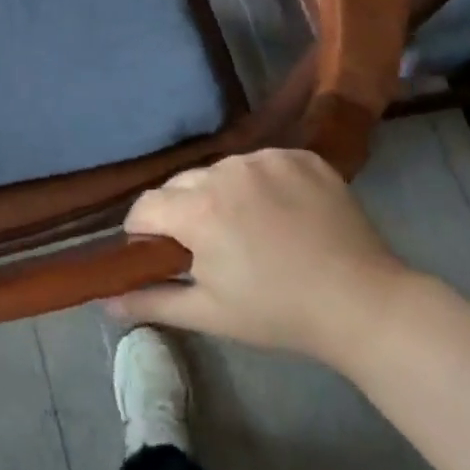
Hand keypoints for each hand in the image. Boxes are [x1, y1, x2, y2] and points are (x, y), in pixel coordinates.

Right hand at [112, 149, 412, 370]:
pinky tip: (280, 212)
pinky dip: (260, 183)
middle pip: (180, 184)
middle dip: (182, 211)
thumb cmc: (279, 312)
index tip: (159, 252)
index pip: (145, 207)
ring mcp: (267, 159)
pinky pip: (261, 163)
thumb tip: (104, 303)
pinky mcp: (300, 156)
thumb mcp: (210, 313)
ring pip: (220, 170)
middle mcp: (226, 171)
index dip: (143, 231)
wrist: (364, 304)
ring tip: (248, 228)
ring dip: (220, 194)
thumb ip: (152, 301)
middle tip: (208, 246)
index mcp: (198, 209)